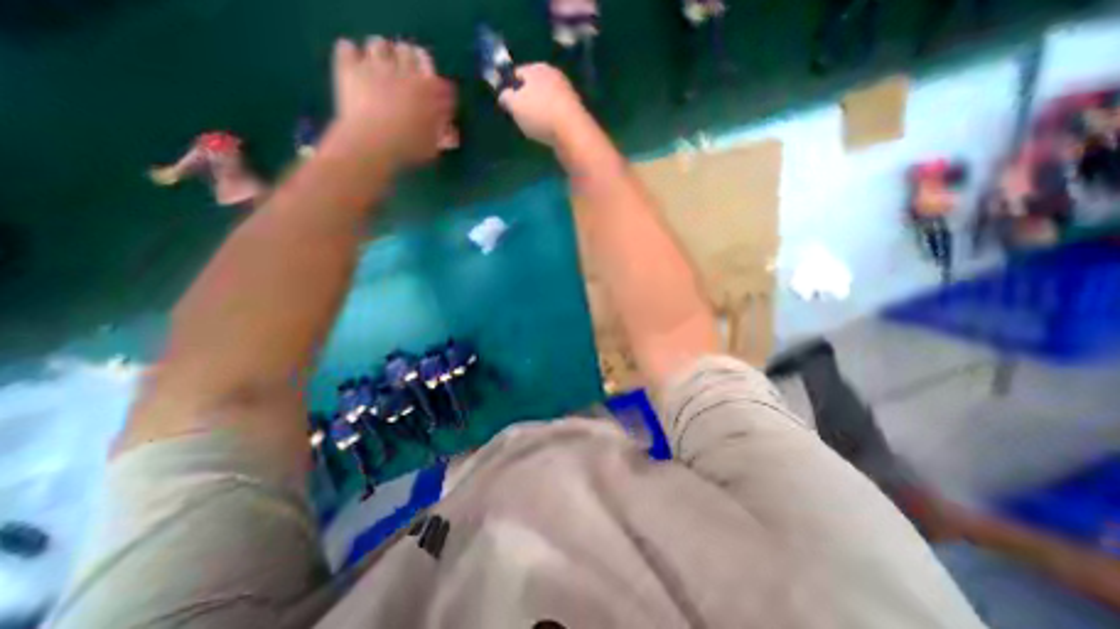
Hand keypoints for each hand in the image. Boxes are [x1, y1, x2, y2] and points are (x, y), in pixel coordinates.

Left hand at [328, 37, 455, 166]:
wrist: (372, 143)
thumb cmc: (409, 147)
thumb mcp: (433, 146)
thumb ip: (443, 134)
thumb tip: (452, 131)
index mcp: (428, 90)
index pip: (435, 73)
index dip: (434, 81)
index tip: (433, 92)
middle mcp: (403, 70)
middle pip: (407, 50)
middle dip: (407, 60)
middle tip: (404, 74)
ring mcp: (374, 65)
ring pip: (379, 44)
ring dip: (381, 54)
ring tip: (379, 68)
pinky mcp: (349, 67)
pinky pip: (347, 47)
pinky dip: (351, 54)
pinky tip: (355, 66)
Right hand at [496, 64, 586, 147]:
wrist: (572, 130)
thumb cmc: (539, 114)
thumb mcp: (514, 105)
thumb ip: (505, 97)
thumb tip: (504, 95)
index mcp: (536, 68)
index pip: (517, 73)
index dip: (509, 87)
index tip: (508, 104)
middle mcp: (553, 74)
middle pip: (534, 85)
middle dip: (527, 98)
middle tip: (521, 116)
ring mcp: (567, 91)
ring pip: (547, 98)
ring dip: (541, 109)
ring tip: (535, 126)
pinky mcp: (575, 108)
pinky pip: (557, 111)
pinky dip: (552, 118)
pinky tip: (549, 130)